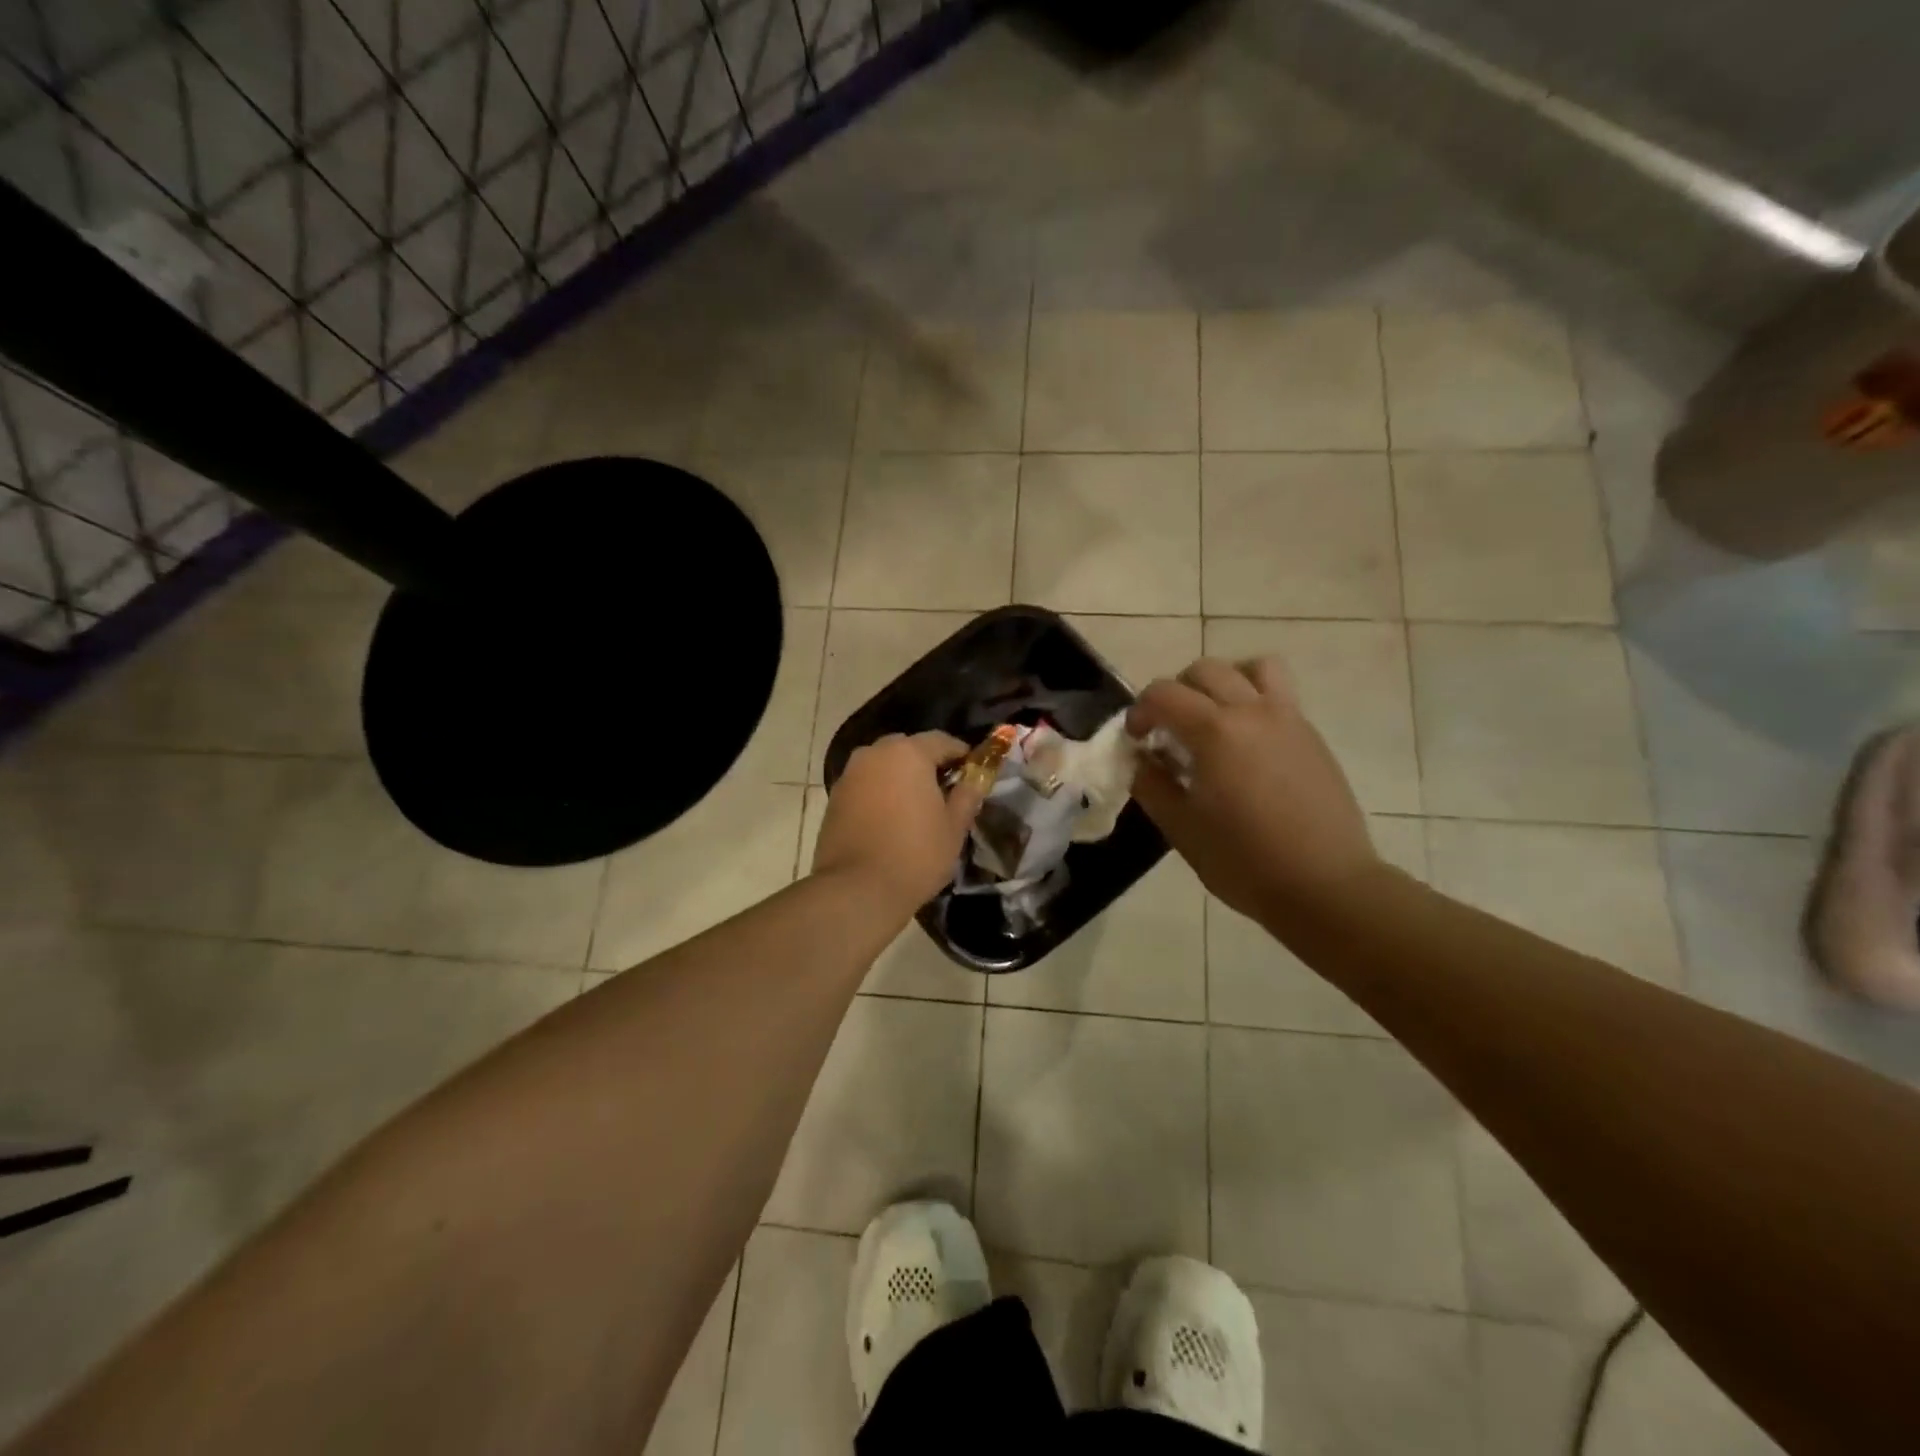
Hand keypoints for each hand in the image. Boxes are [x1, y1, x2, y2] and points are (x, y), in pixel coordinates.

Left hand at [813, 732, 985, 916]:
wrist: (857, 889)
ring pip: (883, 765)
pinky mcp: (834, 797)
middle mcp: (875, 753)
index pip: (942, 741)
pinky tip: (891, 818)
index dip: (961, 754)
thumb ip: (967, 795)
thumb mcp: (954, 827)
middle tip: (944, 790)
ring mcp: (850, 774)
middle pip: (908, 749)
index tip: (973, 772)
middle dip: (927, 763)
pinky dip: (880, 792)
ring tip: (916, 805)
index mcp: (908, 753)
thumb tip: (976, 779)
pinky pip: (866, 784)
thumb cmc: (915, 855)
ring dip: (901, 777)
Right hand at [1127, 657, 1383, 934]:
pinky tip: (1246, 743)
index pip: (1164, 694)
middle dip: (1176, 692)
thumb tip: (1142, 760)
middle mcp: (1252, 711)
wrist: (1325, 886)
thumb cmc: (1244, 861)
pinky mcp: (1311, 736)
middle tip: (1168, 729)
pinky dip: (1254, 699)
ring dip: (1224, 681)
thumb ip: (1153, 785)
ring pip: (1253, 668)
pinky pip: (1279, 693)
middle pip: (1205, 670)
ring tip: (1213, 717)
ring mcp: (1289, 719)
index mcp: (1215, 731)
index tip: (1136, 740)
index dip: (1140, 711)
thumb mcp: (1182, 828)